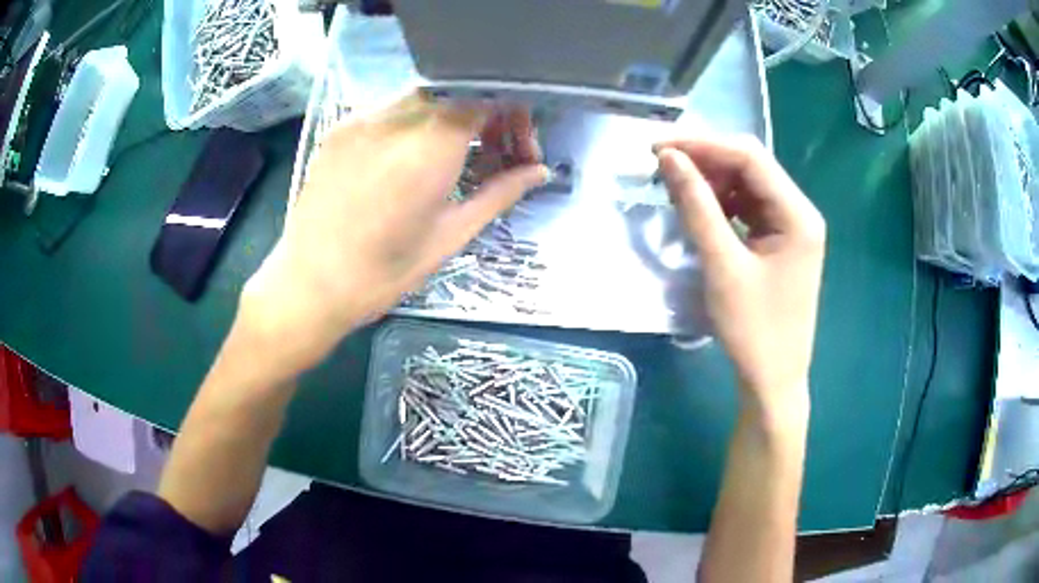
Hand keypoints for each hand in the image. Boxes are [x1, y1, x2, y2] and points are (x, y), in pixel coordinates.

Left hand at [240, 92, 548, 375]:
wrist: (310, 285)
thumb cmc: (384, 272)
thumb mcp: (451, 235)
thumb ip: (500, 193)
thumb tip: (539, 171)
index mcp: (429, 146)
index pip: (485, 97)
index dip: (512, 115)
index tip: (519, 148)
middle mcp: (394, 119)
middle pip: (457, 91)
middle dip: (485, 114)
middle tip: (494, 153)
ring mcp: (361, 120)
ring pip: (423, 97)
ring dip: (451, 116)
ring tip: (455, 156)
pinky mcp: (340, 129)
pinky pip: (389, 110)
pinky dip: (415, 123)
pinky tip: (412, 158)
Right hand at [655, 136, 824, 415]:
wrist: (772, 380)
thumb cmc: (753, 330)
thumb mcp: (723, 266)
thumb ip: (697, 206)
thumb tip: (668, 158)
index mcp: (798, 214)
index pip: (750, 157)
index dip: (703, 144)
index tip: (659, 147)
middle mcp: (799, 211)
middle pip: (751, 166)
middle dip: (706, 160)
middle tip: (662, 165)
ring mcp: (790, 226)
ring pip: (747, 185)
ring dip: (711, 181)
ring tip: (675, 186)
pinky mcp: (779, 242)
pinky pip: (748, 208)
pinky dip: (721, 204)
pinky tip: (697, 208)